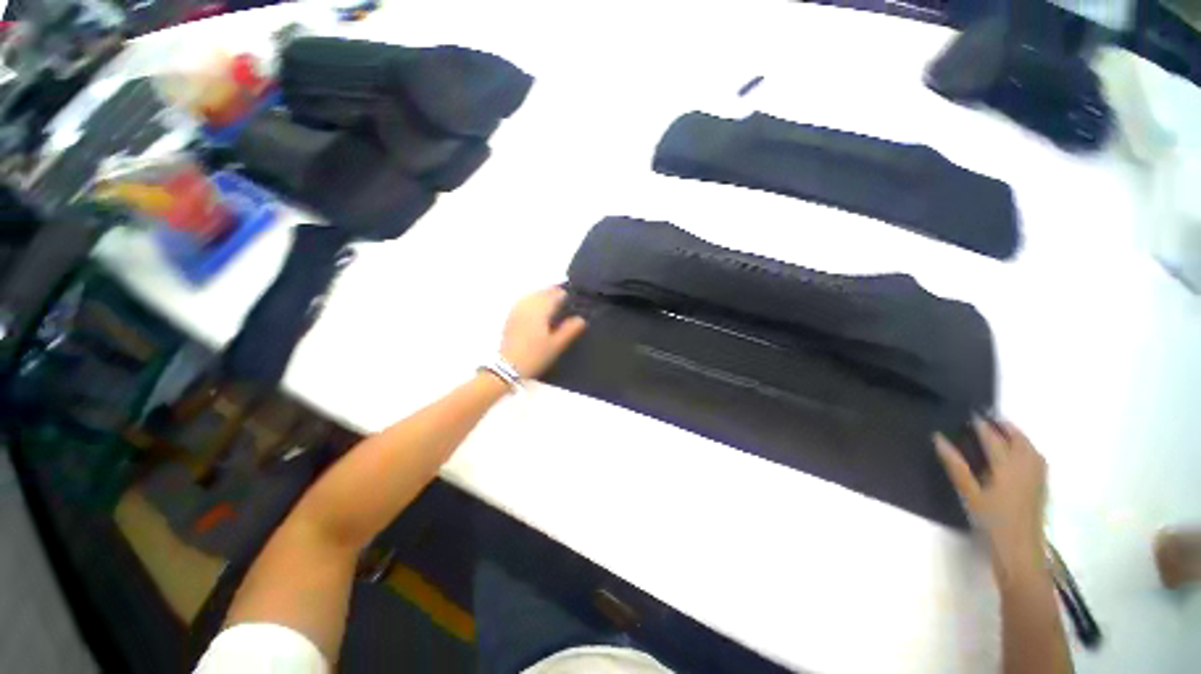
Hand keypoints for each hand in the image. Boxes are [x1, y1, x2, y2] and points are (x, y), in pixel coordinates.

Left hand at [500, 287, 586, 378]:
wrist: (507, 367)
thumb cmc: (535, 356)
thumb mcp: (556, 345)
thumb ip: (569, 330)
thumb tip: (581, 319)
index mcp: (540, 310)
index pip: (554, 295)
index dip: (563, 294)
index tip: (570, 297)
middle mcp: (527, 306)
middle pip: (541, 292)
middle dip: (551, 292)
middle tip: (561, 296)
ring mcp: (516, 310)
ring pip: (531, 295)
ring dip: (541, 294)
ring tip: (549, 298)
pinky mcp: (510, 317)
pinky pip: (522, 301)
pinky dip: (531, 300)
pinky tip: (534, 306)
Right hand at [936, 419, 1047, 565]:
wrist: (1021, 550)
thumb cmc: (991, 521)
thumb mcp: (969, 493)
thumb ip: (955, 464)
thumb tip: (938, 438)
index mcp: (1006, 466)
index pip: (993, 438)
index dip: (981, 425)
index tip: (970, 413)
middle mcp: (1025, 466)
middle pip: (1017, 439)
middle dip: (1004, 426)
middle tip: (988, 417)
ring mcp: (1037, 476)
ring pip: (1030, 447)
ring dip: (1017, 435)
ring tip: (1004, 429)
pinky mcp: (1042, 485)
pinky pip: (1036, 457)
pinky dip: (1027, 447)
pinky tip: (1022, 451)